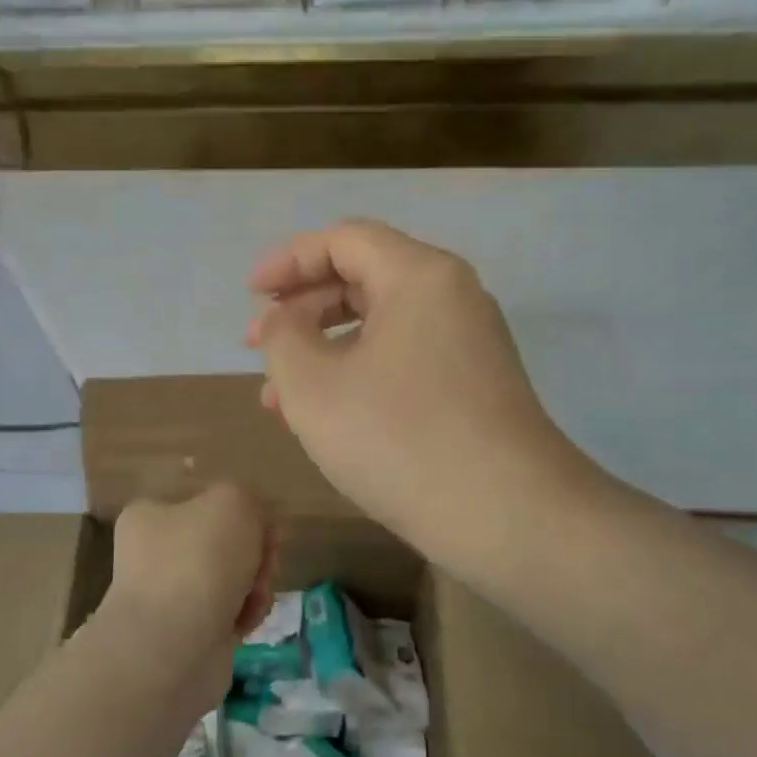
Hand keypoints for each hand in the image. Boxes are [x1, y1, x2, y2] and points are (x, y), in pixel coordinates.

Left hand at [100, 484, 275, 713]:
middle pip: (225, 541)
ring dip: (255, 584)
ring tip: (256, 597)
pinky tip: (247, 622)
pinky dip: (245, 615)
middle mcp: (154, 554)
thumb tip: (250, 525)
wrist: (173, 648)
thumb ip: (246, 498)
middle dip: (255, 552)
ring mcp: (169, 596)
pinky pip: (229, 613)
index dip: (244, 512)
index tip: (266, 528)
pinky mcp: (188, 634)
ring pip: (232, 578)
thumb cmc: (198, 561)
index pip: (207, 501)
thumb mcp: (232, 501)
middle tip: (265, 563)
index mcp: (151, 515)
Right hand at [246, 220, 580, 568]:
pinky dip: (360, 374)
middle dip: (303, 309)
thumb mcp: (314, 386)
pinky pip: (405, 360)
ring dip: (326, 351)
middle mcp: (453, 297)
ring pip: (382, 328)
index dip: (288, 261)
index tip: (249, 294)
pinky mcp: (476, 387)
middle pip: (364, 279)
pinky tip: (330, 416)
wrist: (507, 516)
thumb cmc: (399, 438)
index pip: (344, 240)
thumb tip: (281, 318)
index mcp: (419, 276)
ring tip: (279, 397)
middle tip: (259, 348)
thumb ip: (282, 338)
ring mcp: (470, 344)